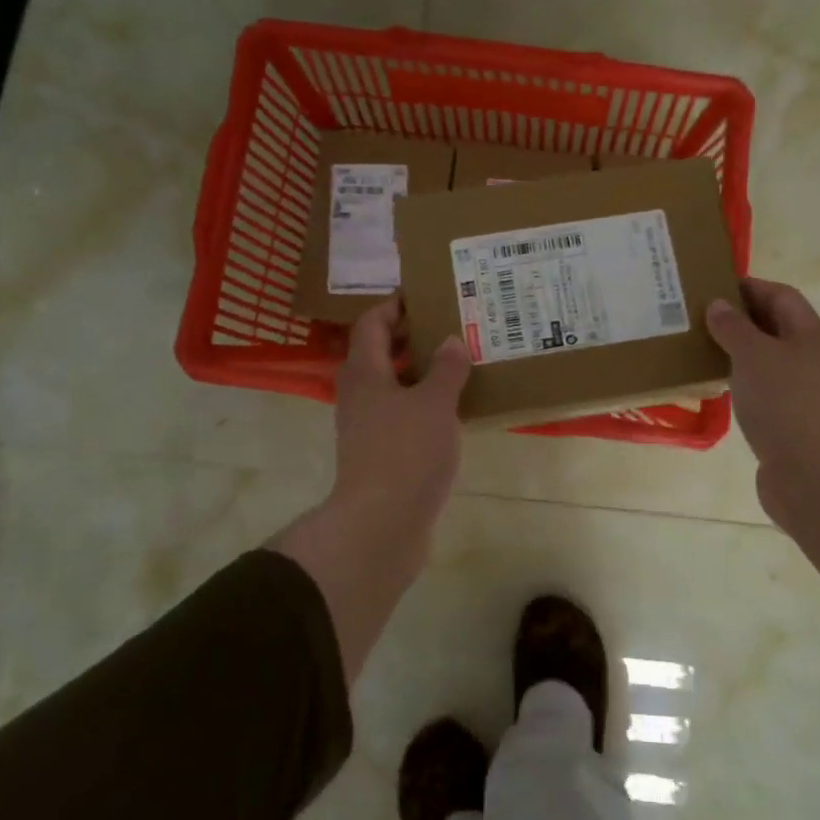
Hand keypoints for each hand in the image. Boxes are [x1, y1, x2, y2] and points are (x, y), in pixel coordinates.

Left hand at [271, 297, 470, 684]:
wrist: (381, 525)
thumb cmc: (405, 453)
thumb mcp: (435, 404)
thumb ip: (446, 369)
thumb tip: (451, 342)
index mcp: (364, 373)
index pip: (371, 323)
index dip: (394, 305)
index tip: (423, 295)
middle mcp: (359, 394)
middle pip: (380, 353)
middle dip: (411, 337)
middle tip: (450, 325)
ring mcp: (367, 427)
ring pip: (392, 386)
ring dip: (420, 372)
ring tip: (459, 362)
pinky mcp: (380, 454)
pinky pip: (401, 415)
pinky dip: (423, 403)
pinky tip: (454, 408)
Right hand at [704, 279, 819, 533]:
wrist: (813, 476)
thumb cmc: (785, 404)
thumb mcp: (754, 355)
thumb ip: (733, 327)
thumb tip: (718, 304)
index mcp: (809, 334)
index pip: (780, 295)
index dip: (748, 286)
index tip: (710, 286)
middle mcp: (809, 358)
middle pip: (772, 325)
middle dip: (737, 318)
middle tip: (695, 315)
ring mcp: (800, 391)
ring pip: (763, 358)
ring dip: (734, 350)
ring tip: (696, 346)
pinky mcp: (787, 419)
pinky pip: (759, 388)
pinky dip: (737, 380)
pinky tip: (712, 385)